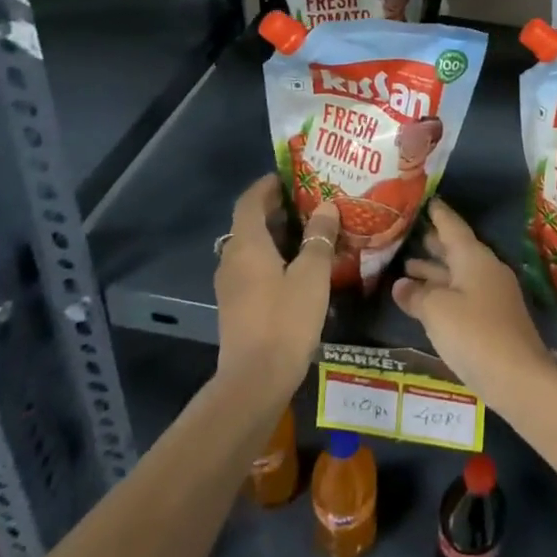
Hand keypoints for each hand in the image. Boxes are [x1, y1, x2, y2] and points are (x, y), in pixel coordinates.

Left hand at [214, 175, 338, 398]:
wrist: (254, 381)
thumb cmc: (285, 320)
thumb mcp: (312, 275)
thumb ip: (319, 238)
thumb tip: (325, 207)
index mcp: (247, 244)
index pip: (250, 200)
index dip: (268, 185)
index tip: (291, 176)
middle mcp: (232, 259)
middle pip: (250, 222)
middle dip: (276, 208)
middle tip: (309, 201)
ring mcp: (231, 285)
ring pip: (251, 246)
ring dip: (275, 234)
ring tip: (309, 230)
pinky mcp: (236, 305)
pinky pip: (252, 267)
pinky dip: (272, 256)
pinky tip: (298, 266)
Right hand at [392, 198, 554, 410]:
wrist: (519, 377)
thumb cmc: (474, 334)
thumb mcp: (437, 311)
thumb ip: (416, 295)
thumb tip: (400, 285)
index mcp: (474, 257)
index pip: (453, 226)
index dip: (438, 214)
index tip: (427, 200)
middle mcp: (485, 269)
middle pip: (457, 250)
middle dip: (434, 244)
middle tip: (410, 234)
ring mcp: (493, 295)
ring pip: (459, 274)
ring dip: (435, 271)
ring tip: (407, 266)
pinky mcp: (494, 319)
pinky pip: (463, 294)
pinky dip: (444, 291)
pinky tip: (427, 300)